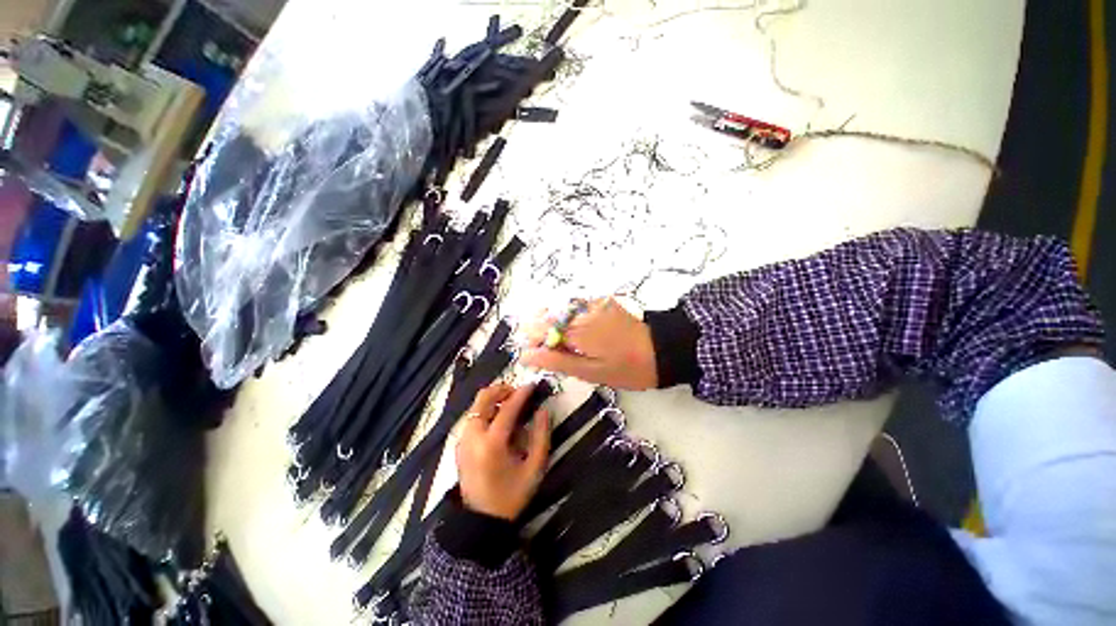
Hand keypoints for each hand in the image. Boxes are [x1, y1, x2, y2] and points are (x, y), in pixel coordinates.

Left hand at [456, 383, 550, 520]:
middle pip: (484, 398)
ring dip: (494, 399)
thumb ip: (541, 436)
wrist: (481, 521)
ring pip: (476, 405)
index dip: (522, 394)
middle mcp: (473, 437)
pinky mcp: (459, 444)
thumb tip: (542, 410)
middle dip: (502, 390)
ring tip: (511, 407)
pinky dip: (486, 410)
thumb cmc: (511, 495)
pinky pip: (472, 417)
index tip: (532, 385)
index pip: (508, 408)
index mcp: (492, 444)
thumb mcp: (534, 468)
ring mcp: (463, 439)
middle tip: (518, 394)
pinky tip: (498, 421)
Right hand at [519, 298, 657, 389]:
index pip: (539, 328)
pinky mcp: (602, 303)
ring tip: (557, 341)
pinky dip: (567, 316)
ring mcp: (593, 304)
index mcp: (577, 330)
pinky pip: (575, 305)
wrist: (662, 351)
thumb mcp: (591, 372)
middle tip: (543, 350)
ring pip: (559, 308)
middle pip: (547, 314)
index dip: (530, 341)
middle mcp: (581, 312)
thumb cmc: (626, 368)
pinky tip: (571, 328)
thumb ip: (557, 361)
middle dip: (539, 331)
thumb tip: (526, 355)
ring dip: (551, 323)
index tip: (531, 355)